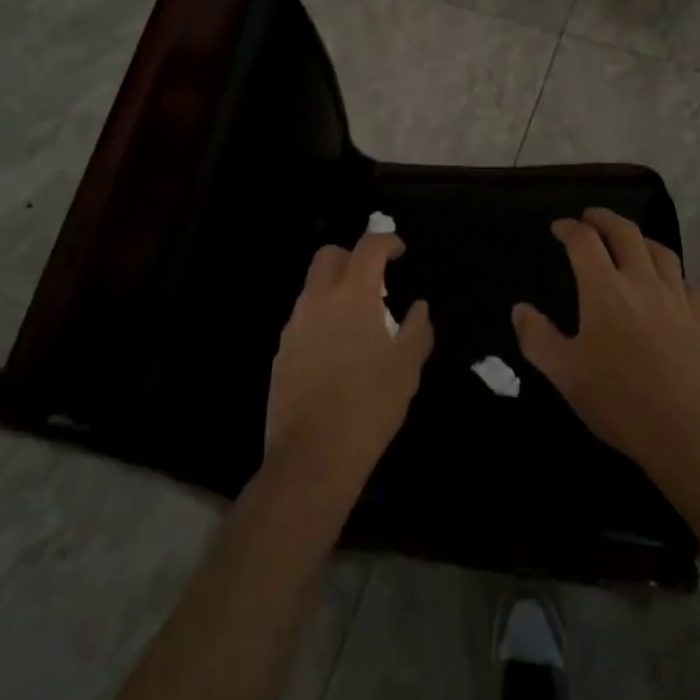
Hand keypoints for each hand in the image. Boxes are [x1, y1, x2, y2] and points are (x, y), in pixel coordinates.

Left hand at [264, 231, 433, 503]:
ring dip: (335, 289)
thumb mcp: (407, 368)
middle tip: (373, 280)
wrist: (312, 457)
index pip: (368, 247)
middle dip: (352, 257)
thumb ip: (417, 329)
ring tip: (358, 321)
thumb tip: (419, 308)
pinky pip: (302, 320)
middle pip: (329, 256)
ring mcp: (294, 327)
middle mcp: (318, 301)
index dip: (386, 242)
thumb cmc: (369, 406)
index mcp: (352, 296)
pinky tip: (336, 352)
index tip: (399, 252)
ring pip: (312, 288)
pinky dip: (321, 319)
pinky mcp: (280, 353)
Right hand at [513, 209, 699, 487]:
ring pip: (661, 251)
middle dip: (604, 218)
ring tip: (629, 241)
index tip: (558, 228)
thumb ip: (537, 337)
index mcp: (605, 289)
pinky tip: (670, 283)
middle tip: (590, 217)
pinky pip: (688, 283)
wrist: (687, 435)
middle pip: (625, 232)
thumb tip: (520, 309)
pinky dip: (674, 273)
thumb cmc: (619, 402)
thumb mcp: (565, 374)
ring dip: (640, 238)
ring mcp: (676, 299)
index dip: (569, 228)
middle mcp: (641, 282)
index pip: (584, 241)